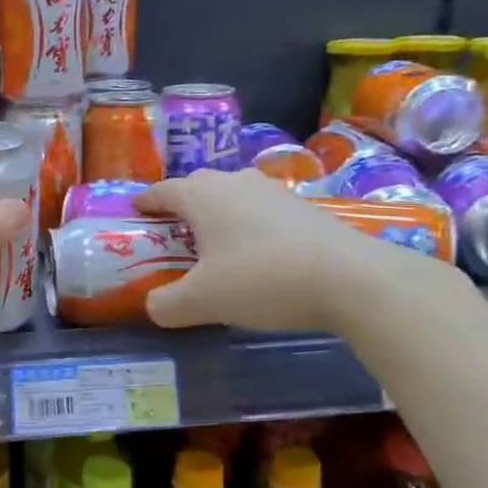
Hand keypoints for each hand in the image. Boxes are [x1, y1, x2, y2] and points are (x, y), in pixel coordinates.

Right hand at [134, 169, 431, 333]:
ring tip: (215, 246)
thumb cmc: (262, 279)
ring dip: (219, 215)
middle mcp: (235, 182)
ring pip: (233, 196)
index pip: (162, 190)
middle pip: (197, 187)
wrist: (353, 279)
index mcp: (202, 195)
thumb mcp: (202, 302)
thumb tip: (154, 306)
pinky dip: (250, 226)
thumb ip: (167, 304)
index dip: (145, 202)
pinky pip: (262, 210)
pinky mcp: (305, 207)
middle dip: (181, 207)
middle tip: (173, 235)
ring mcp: (274, 191)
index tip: (135, 212)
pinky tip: (257, 255)